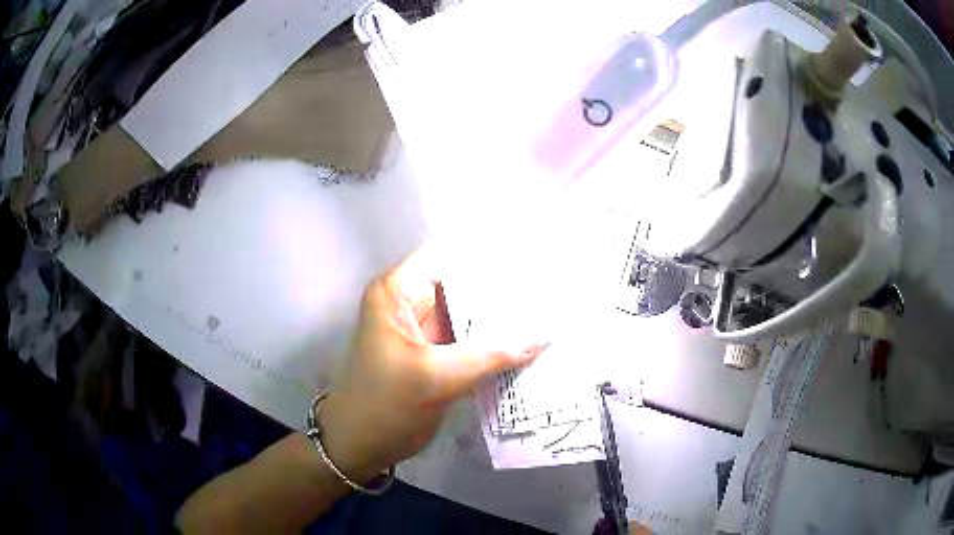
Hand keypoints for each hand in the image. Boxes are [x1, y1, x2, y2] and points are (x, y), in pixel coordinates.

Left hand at [320, 244, 544, 478]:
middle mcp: (411, 301)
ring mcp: (426, 328)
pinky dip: (496, 339)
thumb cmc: (384, 406)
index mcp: (397, 291)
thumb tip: (540, 340)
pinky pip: (472, 336)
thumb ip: (489, 356)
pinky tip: (530, 338)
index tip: (530, 257)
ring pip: (470, 310)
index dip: (486, 253)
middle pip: (463, 281)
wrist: (363, 444)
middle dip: (503, 285)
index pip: (447, 254)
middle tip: (549, 287)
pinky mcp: (438, 352)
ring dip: (502, 314)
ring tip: (547, 309)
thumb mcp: (434, 378)